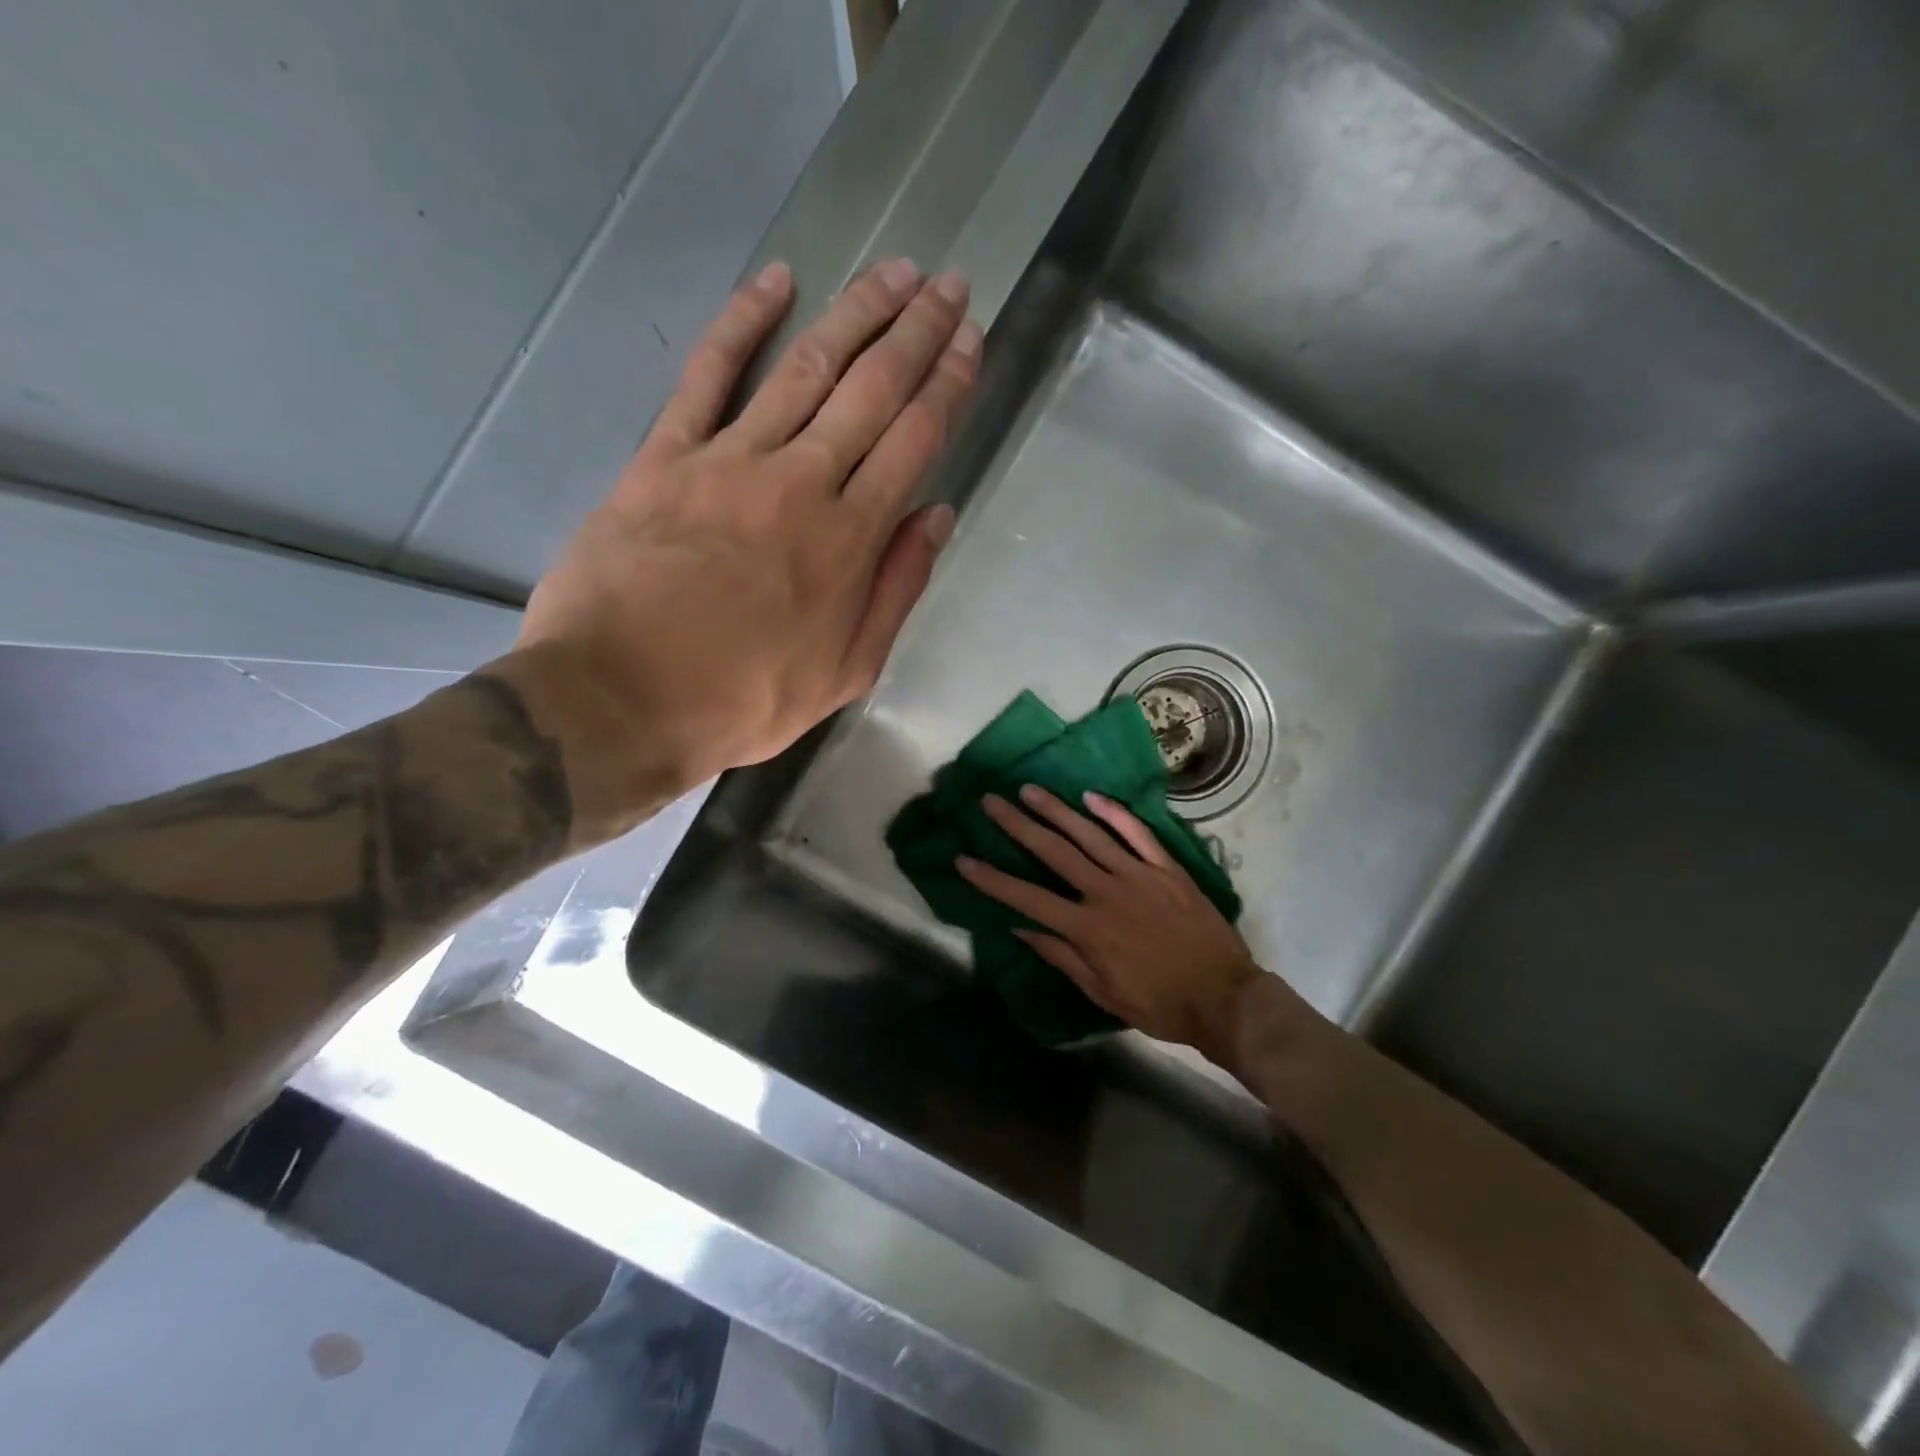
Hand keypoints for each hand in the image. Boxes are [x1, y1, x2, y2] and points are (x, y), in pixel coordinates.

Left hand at [506, 258, 980, 842]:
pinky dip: (742, 321)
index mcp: (849, 541)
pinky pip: (709, 374)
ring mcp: (730, 460)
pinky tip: (776, 279)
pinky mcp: (665, 455)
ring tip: (893, 272)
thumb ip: (895, 591)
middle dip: (917, 333)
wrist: (619, 701)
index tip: (970, 342)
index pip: (913, 442)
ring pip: (805, 368)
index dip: (948, 386)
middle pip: (871, 390)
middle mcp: (801, 483)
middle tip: (948, 285)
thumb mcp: (845, 673)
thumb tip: (936, 516)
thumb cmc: (743, 701)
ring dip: (855, 313)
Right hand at [957, 786, 1267, 1055]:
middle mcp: (1106, 892)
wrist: (1224, 997)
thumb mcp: (1102, 993)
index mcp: (1087, 928)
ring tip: (1029, 790)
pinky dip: (1114, 813)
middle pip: (1053, 852)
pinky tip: (1091, 796)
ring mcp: (1138, 874)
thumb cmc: (1159, 1003)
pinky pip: (1137, 833)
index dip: (992, 879)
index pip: (1027, 898)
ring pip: (1090, 834)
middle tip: (991, 802)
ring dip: (1056, 810)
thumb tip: (1021, 927)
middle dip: (1017, 825)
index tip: (964, 859)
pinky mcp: (1167, 868)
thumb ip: (1061, 956)